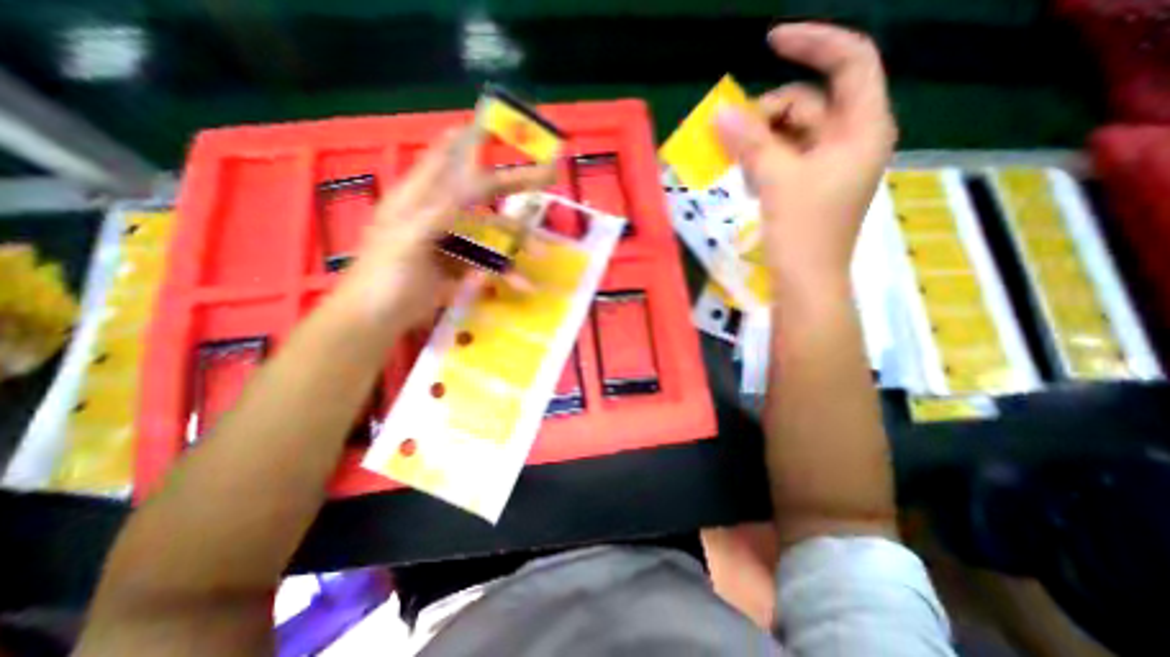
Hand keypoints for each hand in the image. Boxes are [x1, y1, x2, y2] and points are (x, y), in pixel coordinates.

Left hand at [328, 127, 549, 332]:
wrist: (377, 319)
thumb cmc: (383, 276)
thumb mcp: (407, 239)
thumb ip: (438, 211)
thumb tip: (470, 186)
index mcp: (420, 198)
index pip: (448, 160)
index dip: (471, 141)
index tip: (497, 125)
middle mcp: (440, 214)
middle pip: (482, 193)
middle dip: (515, 185)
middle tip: (548, 176)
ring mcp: (452, 242)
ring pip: (492, 234)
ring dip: (517, 244)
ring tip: (540, 254)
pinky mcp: (459, 267)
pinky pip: (488, 265)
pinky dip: (505, 274)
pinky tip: (521, 285)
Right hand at [712, 22, 897, 290]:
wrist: (806, 282)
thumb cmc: (804, 232)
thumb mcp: (778, 180)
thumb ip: (750, 143)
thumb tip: (719, 115)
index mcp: (863, 127)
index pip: (849, 61)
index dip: (813, 43)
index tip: (770, 42)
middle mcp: (850, 139)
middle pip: (810, 101)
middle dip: (769, 110)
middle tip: (732, 131)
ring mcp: (828, 164)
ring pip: (792, 131)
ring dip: (760, 137)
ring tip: (733, 155)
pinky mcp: (809, 184)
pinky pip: (784, 156)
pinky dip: (762, 157)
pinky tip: (743, 170)